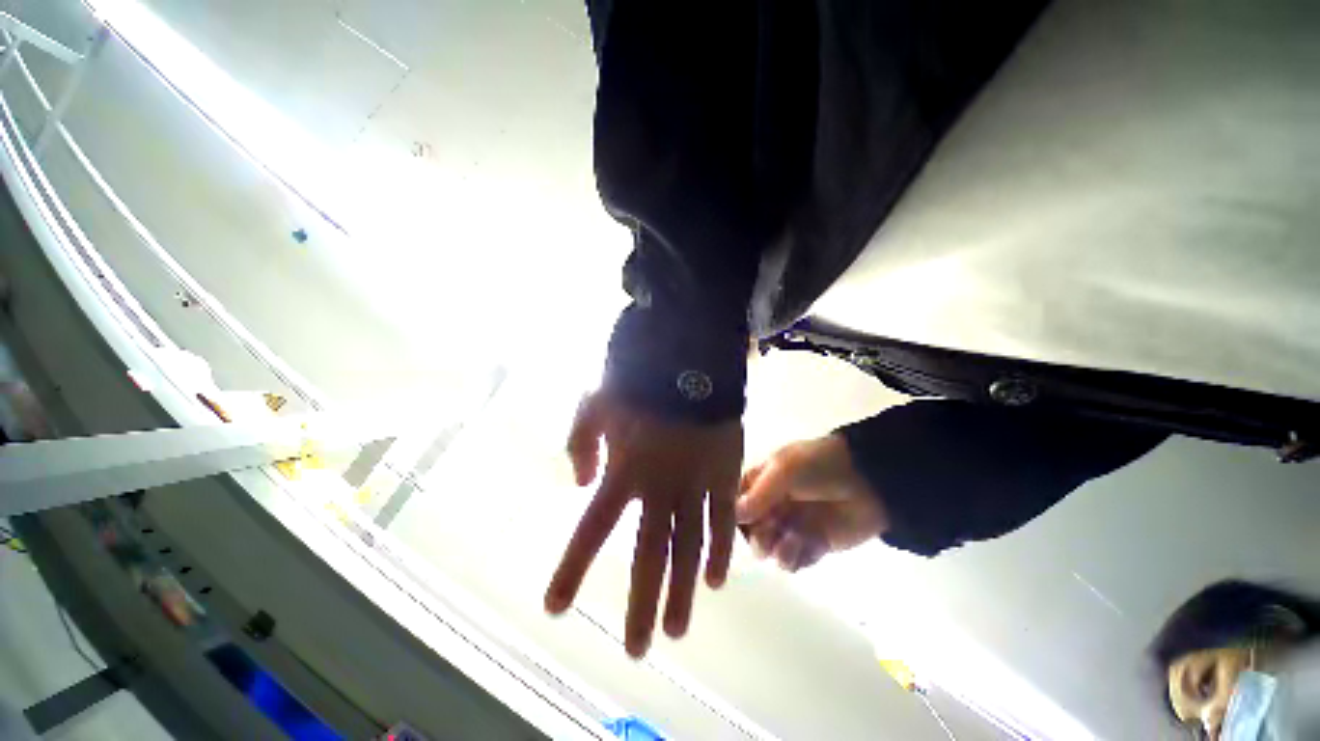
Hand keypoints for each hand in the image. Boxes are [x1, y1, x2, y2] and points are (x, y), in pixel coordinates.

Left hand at [546, 391, 742, 657]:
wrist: (685, 364)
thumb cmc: (638, 384)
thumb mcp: (594, 405)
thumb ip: (581, 444)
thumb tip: (582, 482)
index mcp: (625, 471)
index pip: (593, 528)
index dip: (573, 568)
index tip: (556, 609)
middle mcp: (659, 489)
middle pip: (649, 554)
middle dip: (640, 603)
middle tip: (636, 649)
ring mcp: (696, 484)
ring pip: (690, 548)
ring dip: (682, 591)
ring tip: (676, 631)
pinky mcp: (725, 474)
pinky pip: (725, 520)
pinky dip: (722, 551)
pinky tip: (716, 582)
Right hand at [736, 434, 887, 572]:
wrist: (869, 482)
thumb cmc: (820, 467)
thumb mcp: (785, 470)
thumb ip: (759, 494)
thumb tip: (734, 515)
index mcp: (763, 480)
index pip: (736, 500)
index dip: (735, 513)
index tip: (742, 521)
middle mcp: (773, 504)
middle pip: (750, 528)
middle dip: (756, 534)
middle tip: (769, 533)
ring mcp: (792, 525)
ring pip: (768, 548)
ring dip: (774, 549)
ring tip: (790, 542)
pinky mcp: (812, 545)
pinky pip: (792, 561)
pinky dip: (793, 559)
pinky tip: (802, 548)